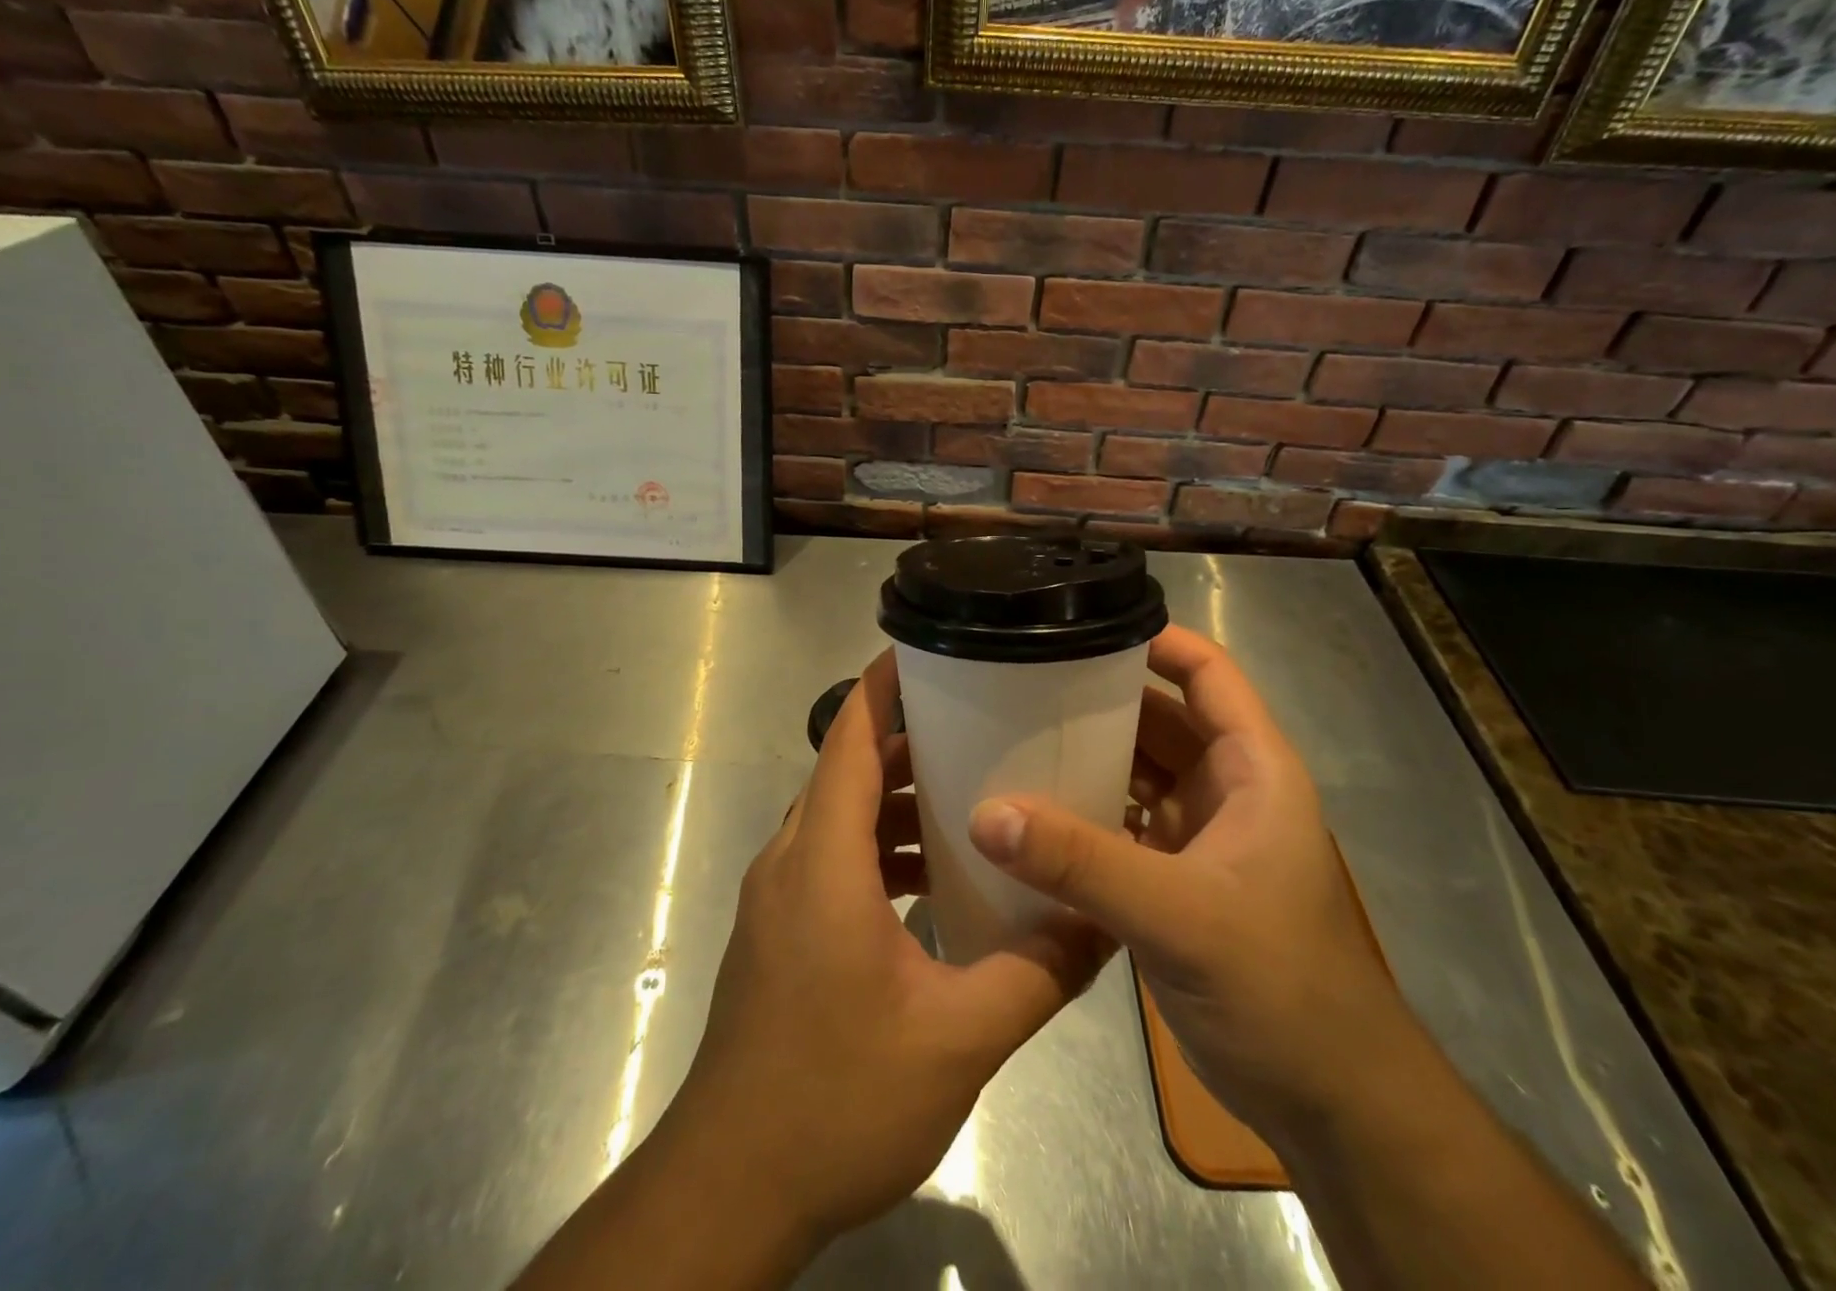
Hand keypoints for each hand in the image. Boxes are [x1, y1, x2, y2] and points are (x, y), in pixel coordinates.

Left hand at [667, 648, 1109, 1249]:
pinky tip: (934, 878)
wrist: (732, 1187)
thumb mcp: (957, 1039)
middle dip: (908, 740)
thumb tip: (1103, 925)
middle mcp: (792, 860)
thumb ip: (1037, 974)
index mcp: (822, 859)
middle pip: (847, 769)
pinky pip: (834, 859)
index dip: (881, 684)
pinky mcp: (782, 930)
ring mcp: (780, 896)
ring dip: (896, 800)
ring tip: (969, 794)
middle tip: (980, 724)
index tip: (926, 648)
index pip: (847, 737)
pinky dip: (880, 848)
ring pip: (840, 816)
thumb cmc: (836, 1098)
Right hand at [968, 624, 1411, 1138]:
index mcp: (1251, 769)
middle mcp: (1224, 790)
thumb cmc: (1282, 989)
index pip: (1207, 673)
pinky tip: (1029, 815)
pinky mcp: (1173, 879)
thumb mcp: (1180, 916)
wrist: (1330, 1104)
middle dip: (1097, 699)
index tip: (1081, 626)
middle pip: (1157, 717)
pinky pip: (1119, 822)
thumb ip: (1084, 863)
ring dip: (1084, 757)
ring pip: (1135, 771)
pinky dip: (1081, 813)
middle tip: (1019, 683)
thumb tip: (988, 813)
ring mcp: (1198, 836)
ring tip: (1010, 737)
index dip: (1155, 640)